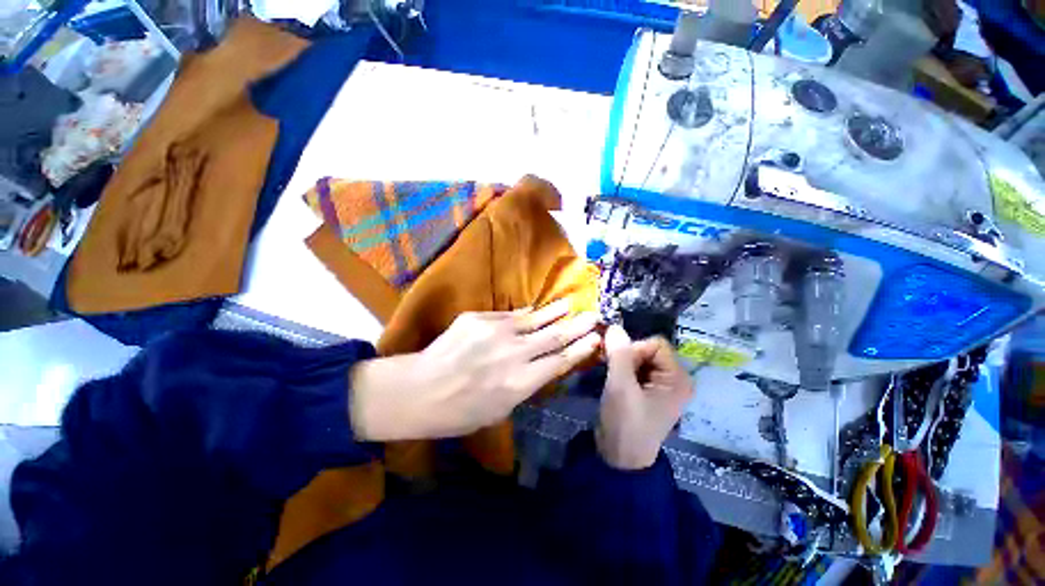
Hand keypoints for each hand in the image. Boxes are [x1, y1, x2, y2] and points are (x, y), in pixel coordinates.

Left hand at [350, 300, 600, 440]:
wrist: (418, 390)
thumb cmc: (459, 411)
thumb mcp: (499, 409)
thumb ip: (524, 385)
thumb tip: (543, 364)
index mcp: (518, 383)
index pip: (559, 362)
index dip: (579, 349)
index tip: (595, 339)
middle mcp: (512, 354)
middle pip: (553, 337)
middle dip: (576, 326)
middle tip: (594, 315)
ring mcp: (494, 331)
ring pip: (533, 320)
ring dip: (554, 313)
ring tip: (570, 305)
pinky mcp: (477, 318)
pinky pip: (509, 316)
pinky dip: (525, 315)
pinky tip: (535, 311)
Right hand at [597, 325, 693, 469]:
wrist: (620, 458)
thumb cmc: (626, 424)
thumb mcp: (621, 387)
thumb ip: (619, 354)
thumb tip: (614, 326)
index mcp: (677, 378)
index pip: (656, 344)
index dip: (635, 350)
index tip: (620, 367)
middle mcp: (674, 379)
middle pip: (648, 350)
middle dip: (627, 357)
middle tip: (614, 373)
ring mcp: (661, 386)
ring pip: (639, 358)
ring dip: (622, 363)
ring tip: (612, 378)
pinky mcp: (648, 391)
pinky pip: (635, 368)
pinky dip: (622, 369)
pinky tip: (613, 381)